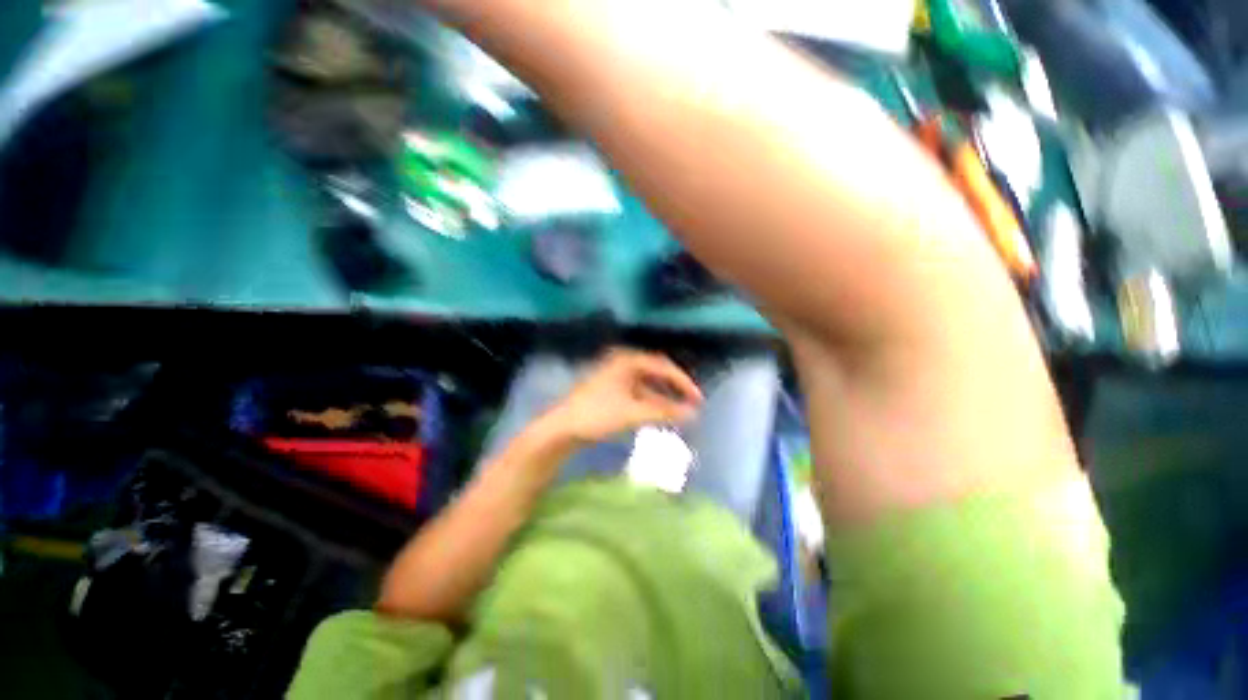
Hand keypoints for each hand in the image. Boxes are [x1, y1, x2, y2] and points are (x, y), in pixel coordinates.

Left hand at [543, 349, 703, 443]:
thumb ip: (664, 412)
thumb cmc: (597, 414)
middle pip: (656, 372)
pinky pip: (637, 393)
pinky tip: (660, 414)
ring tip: (680, 411)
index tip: (698, 398)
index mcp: (627, 361)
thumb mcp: (633, 413)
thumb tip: (693, 413)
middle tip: (692, 402)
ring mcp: (615, 377)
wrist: (562, 428)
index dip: (683, 382)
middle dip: (674, 388)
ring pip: (647, 384)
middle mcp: (622, 363)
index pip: (663, 366)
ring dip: (663, 397)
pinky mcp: (610, 390)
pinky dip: (650, 403)